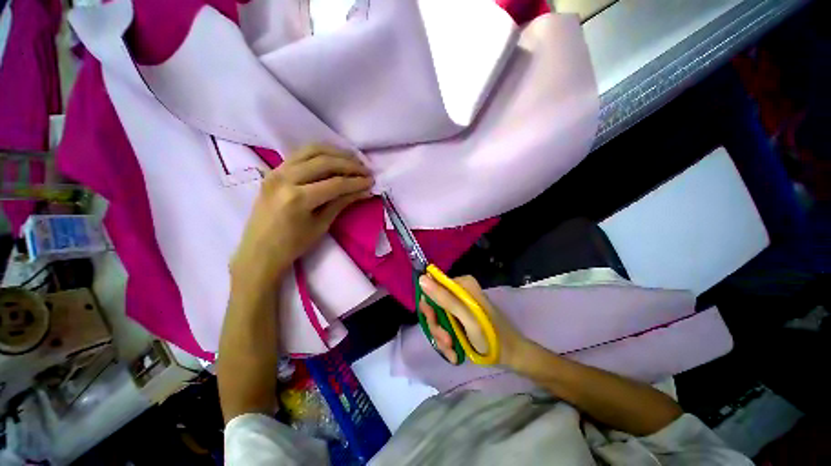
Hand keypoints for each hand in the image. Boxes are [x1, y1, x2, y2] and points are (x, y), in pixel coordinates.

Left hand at [231, 144, 372, 286]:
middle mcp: (285, 179)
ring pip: (311, 150)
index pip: (335, 183)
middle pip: (325, 162)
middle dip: (350, 164)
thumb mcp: (321, 225)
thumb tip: (364, 190)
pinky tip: (333, 157)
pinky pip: (300, 154)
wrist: (259, 251)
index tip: (372, 181)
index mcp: (298, 198)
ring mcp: (276, 171)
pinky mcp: (273, 170)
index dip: (356, 181)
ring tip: (353, 159)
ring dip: (336, 153)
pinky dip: (320, 152)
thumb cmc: (293, 245)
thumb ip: (342, 202)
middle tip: (366, 169)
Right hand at [418, 275, 529, 366]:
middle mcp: (459, 292)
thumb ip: (445, 299)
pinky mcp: (460, 318)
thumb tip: (421, 279)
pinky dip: (447, 341)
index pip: (432, 286)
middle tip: (446, 340)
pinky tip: (454, 352)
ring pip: (438, 319)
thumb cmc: (491, 336)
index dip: (429, 305)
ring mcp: (460, 306)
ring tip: (452, 349)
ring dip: (442, 337)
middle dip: (437, 326)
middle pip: (434, 305)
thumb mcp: (467, 318)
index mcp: (462, 285)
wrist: (511, 356)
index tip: (433, 320)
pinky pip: (445, 327)